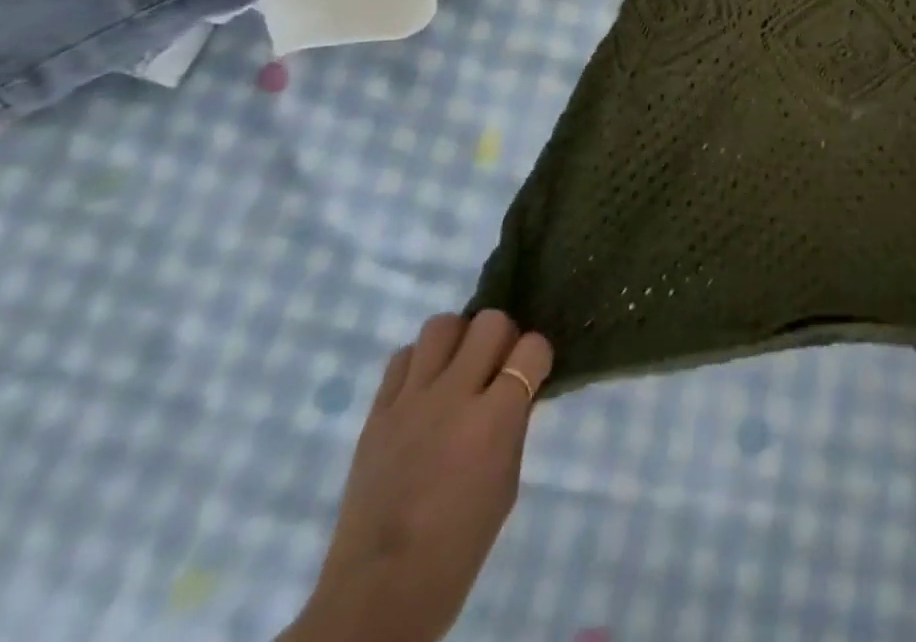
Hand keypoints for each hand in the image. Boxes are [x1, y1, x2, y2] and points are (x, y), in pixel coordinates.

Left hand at [280, 312, 553, 641]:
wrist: (378, 593)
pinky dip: (419, 363)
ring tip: (457, 370)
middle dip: (502, 337)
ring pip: (442, 325)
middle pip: (490, 322)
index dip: (538, 356)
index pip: (532, 347)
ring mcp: (410, 401)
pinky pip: (401, 358)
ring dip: (458, 340)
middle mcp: (454, 395)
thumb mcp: (507, 482)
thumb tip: (518, 389)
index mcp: (494, 418)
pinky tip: (423, 391)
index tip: (535, 372)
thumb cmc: (458, 546)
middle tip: (497, 366)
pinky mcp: (377, 413)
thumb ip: (513, 425)